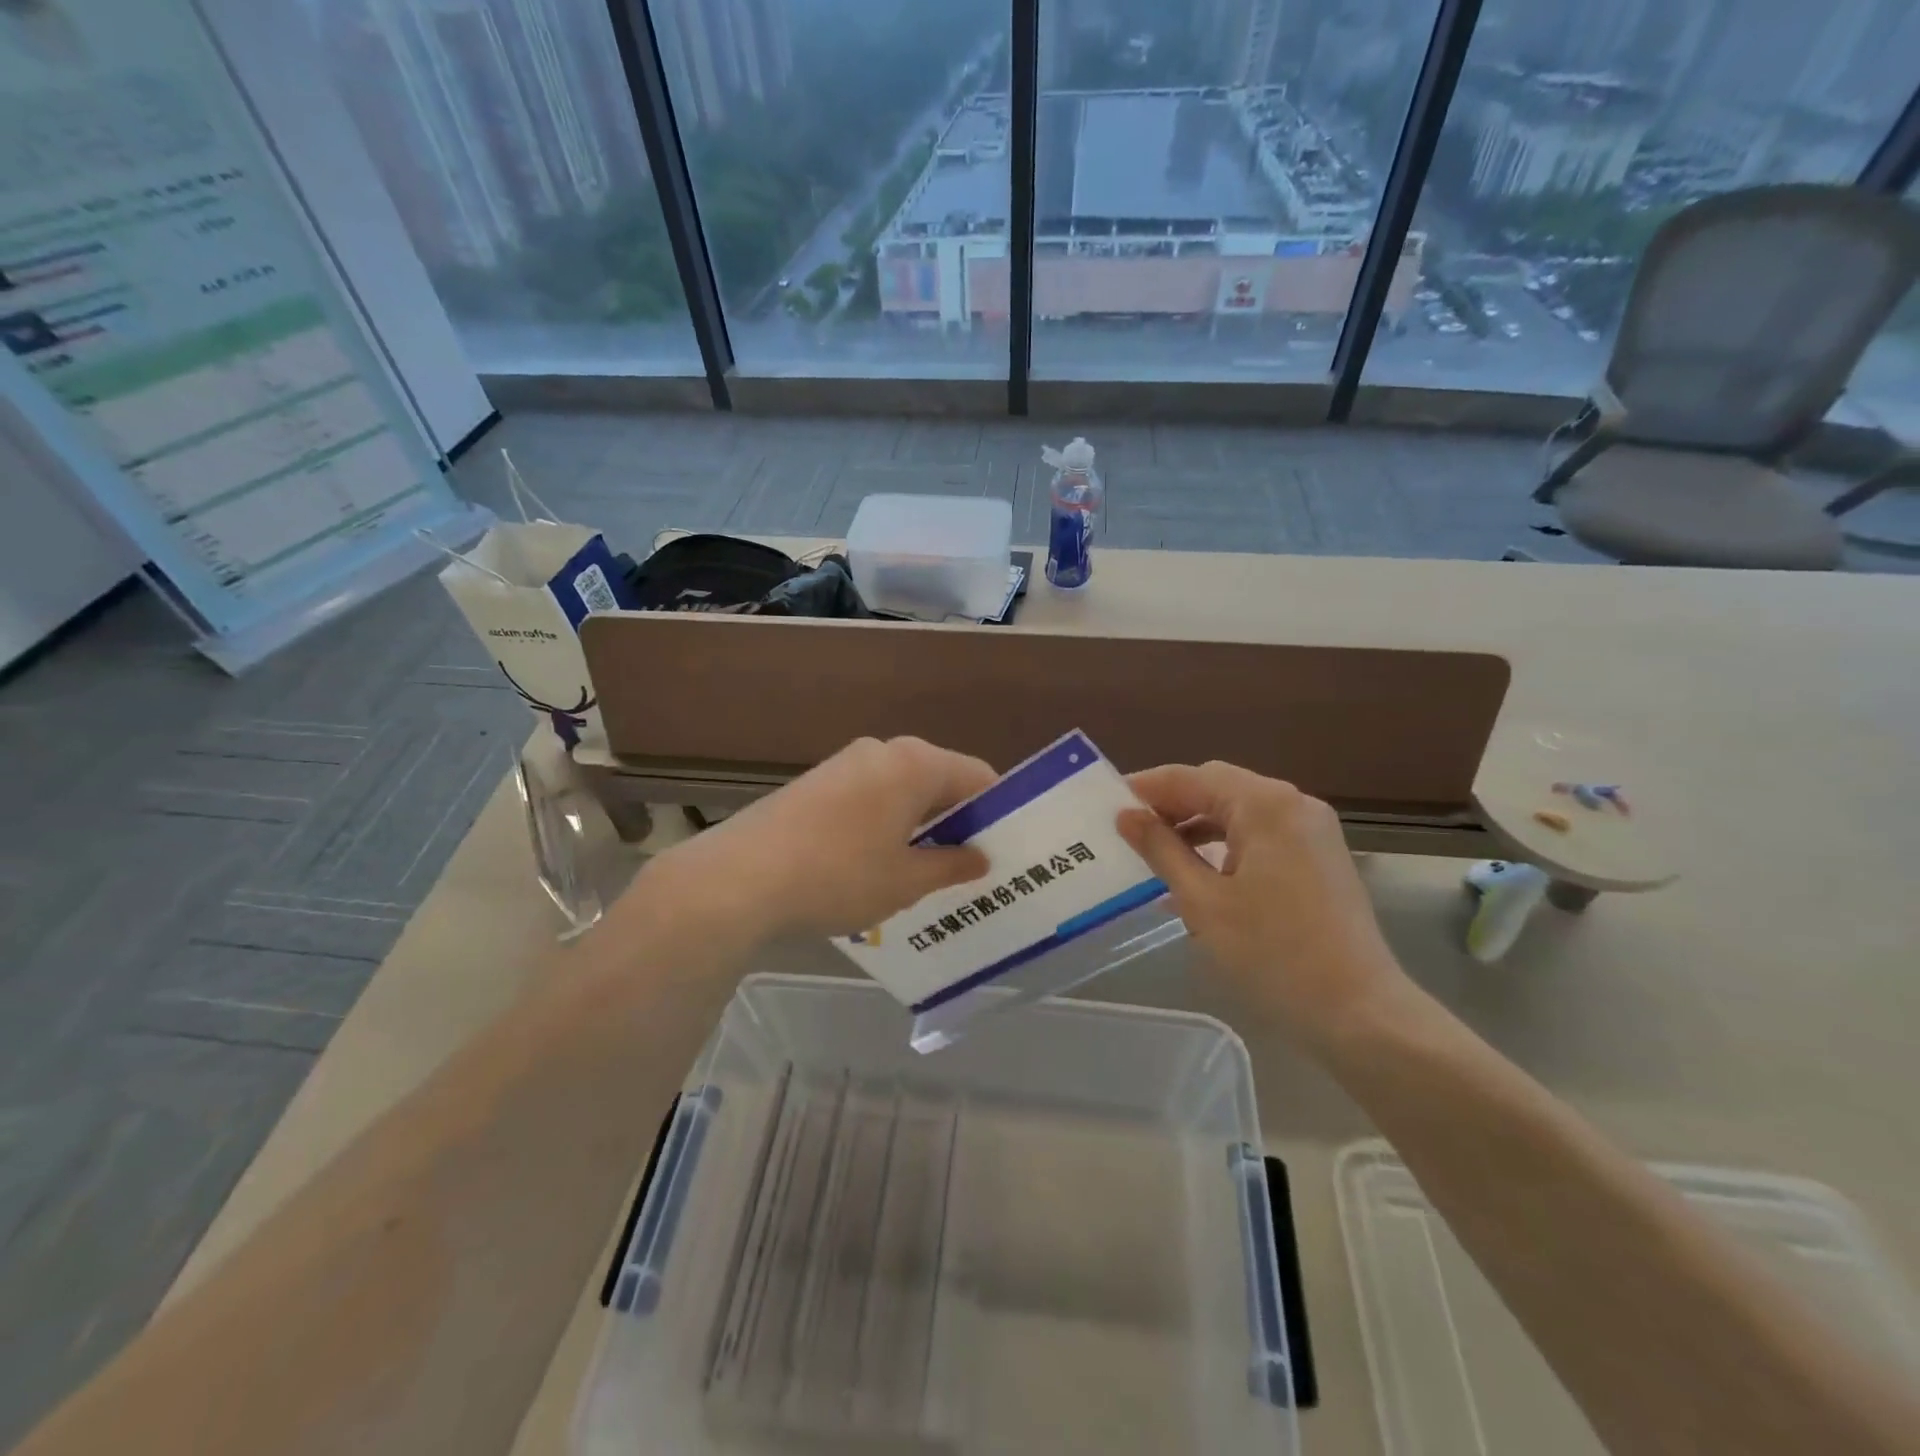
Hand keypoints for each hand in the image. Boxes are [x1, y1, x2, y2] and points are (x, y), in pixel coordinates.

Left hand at [640, 736, 995, 943]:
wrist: (738, 880)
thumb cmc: (839, 876)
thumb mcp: (906, 881)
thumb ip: (951, 865)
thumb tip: (980, 858)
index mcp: (915, 763)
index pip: (977, 776)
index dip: (996, 812)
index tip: (1002, 849)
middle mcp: (882, 751)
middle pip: (938, 779)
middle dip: (956, 820)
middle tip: (966, 867)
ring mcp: (844, 764)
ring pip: (902, 789)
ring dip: (919, 824)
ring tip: (921, 872)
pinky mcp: (815, 783)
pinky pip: (870, 797)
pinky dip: (885, 823)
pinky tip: (874, 864)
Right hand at [1117, 762, 1406, 1041]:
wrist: (1360, 1013)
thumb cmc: (1273, 955)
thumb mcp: (1202, 901)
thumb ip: (1161, 849)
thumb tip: (1126, 815)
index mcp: (1265, 804)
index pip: (1191, 777)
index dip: (1146, 788)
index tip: (1105, 804)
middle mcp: (1293, 804)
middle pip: (1217, 787)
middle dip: (1170, 805)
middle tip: (1126, 829)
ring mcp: (1312, 830)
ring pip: (1239, 811)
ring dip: (1196, 825)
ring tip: (1153, 853)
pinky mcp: (1319, 857)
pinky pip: (1260, 835)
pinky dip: (1224, 844)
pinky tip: (1196, 871)